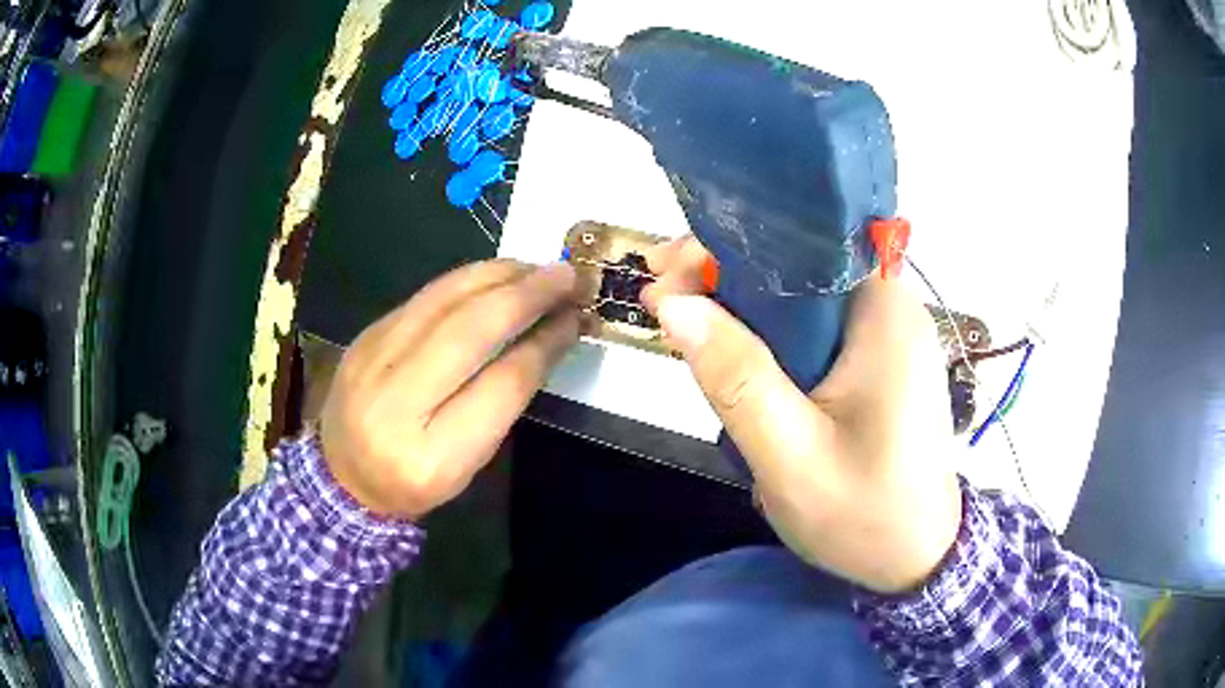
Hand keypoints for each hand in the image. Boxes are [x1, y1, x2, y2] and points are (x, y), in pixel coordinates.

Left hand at [320, 260, 578, 518]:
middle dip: (527, 294)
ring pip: (444, 299)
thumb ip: (502, 401)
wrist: (341, 477)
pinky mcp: (366, 335)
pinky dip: (468, 279)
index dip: (545, 343)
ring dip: (499, 275)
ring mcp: (372, 361)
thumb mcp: (466, 465)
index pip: (501, 385)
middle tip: (568, 275)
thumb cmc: (413, 483)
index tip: (576, 318)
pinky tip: (495, 276)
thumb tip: (546, 335)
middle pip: (470, 330)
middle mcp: (395, 403)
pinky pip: (425, 296)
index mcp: (432, 457)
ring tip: (537, 268)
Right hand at [643, 237, 962, 592]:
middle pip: (798, 266)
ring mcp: (888, 336)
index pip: (801, 244)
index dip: (728, 247)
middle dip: (725, 276)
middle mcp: (891, 310)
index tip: (666, 273)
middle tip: (661, 303)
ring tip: (683, 327)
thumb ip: (737, 379)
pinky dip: (768, 335)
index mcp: (884, 315)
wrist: (916, 559)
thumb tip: (675, 305)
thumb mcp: (792, 456)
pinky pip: (815, 330)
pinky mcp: (879, 363)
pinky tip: (730, 354)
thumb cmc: (866, 515)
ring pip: (802, 299)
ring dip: (742, 307)